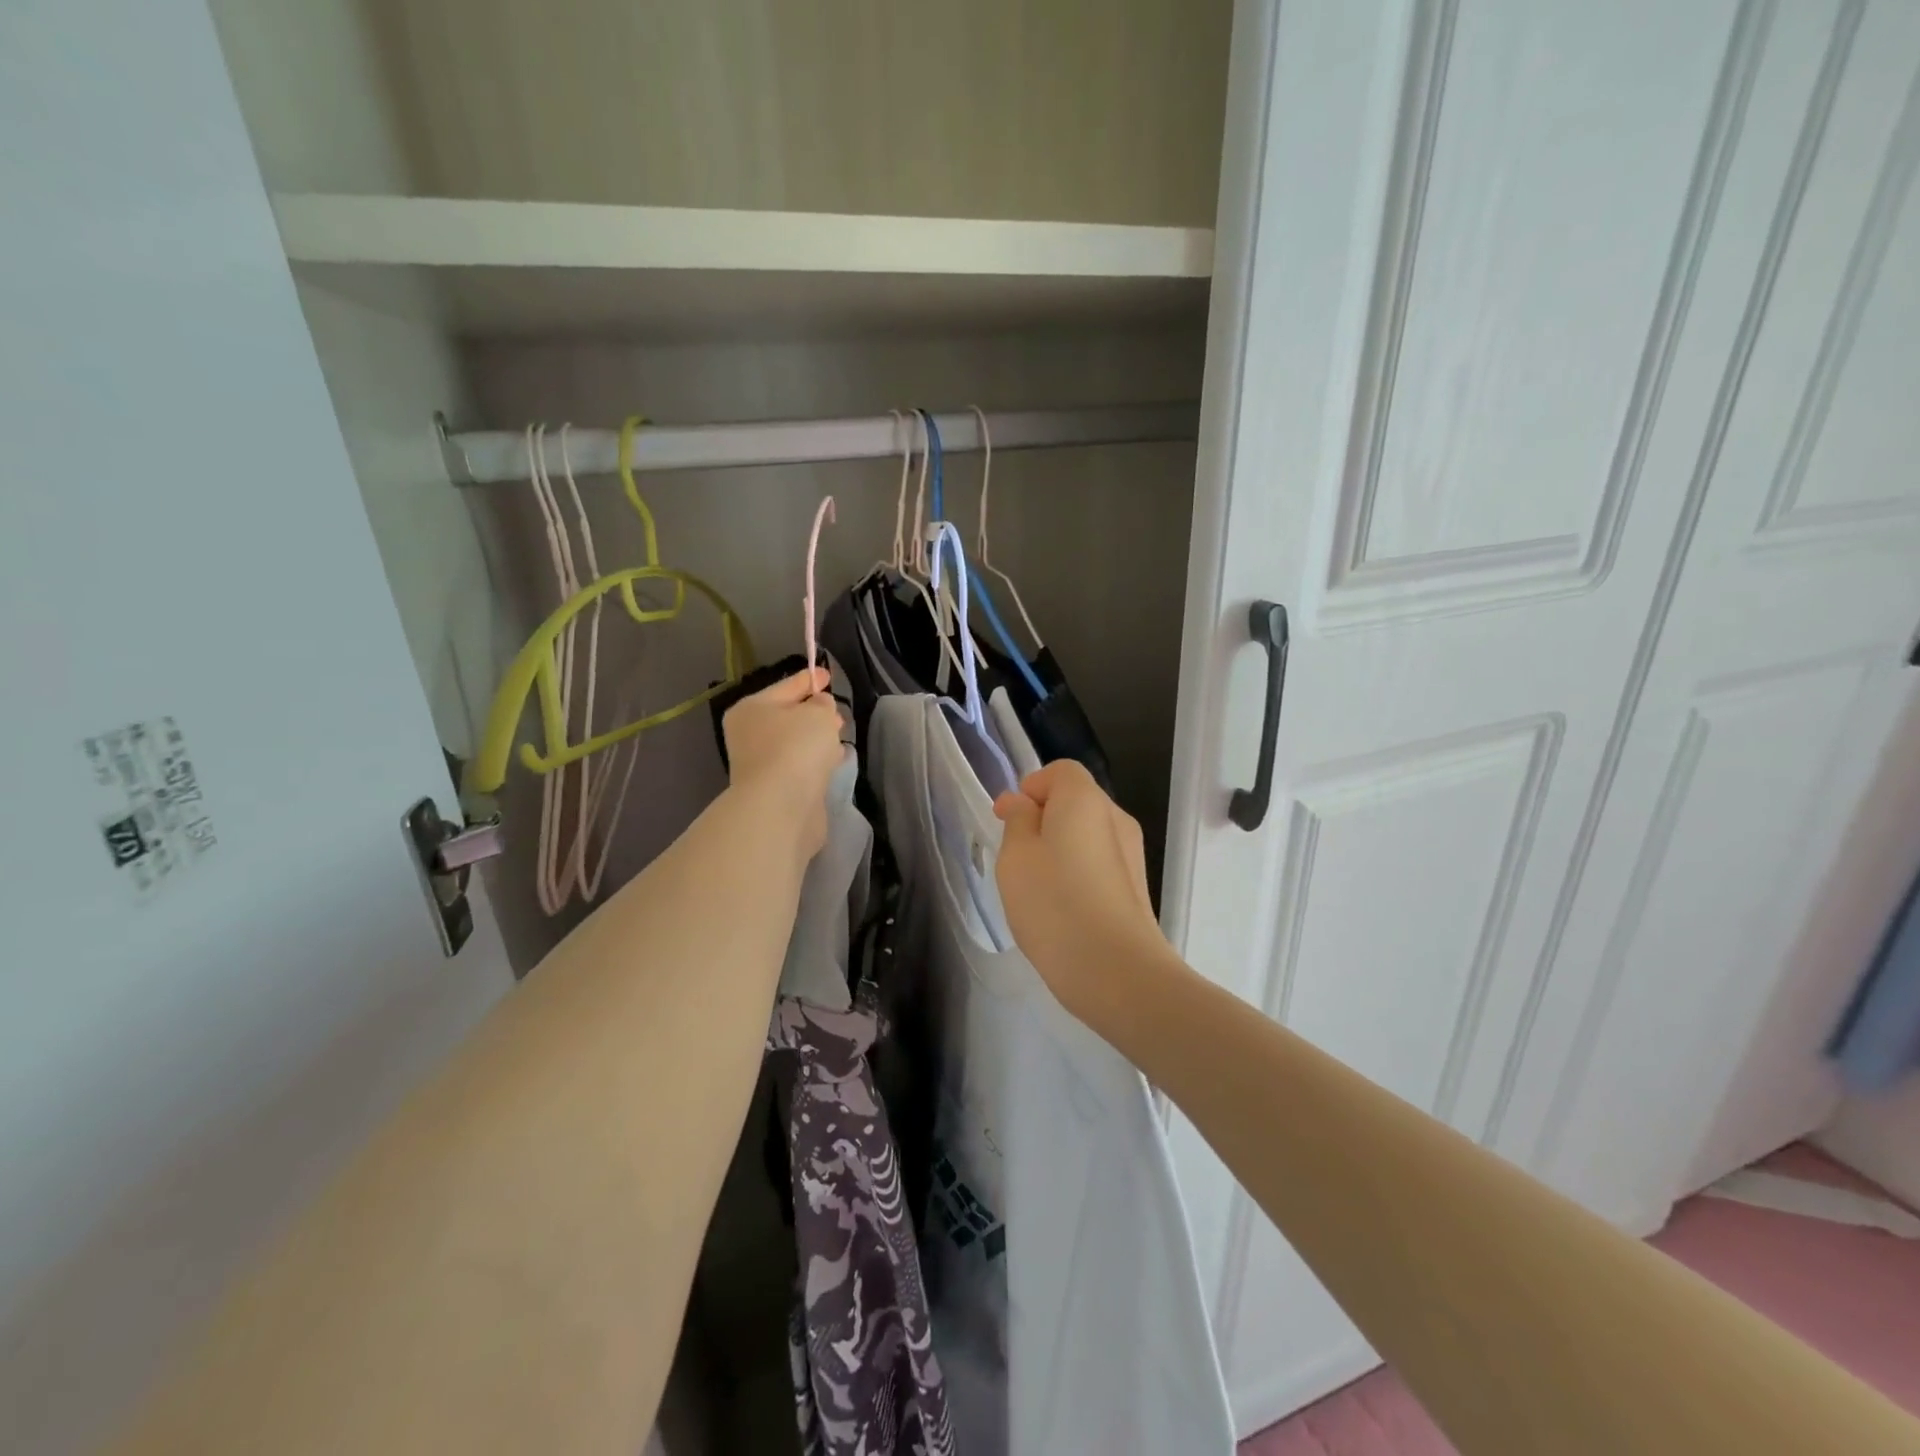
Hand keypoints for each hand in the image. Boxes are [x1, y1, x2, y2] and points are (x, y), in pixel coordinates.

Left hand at [721, 667, 844, 856]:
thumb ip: (822, 704)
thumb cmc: (796, 748)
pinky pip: (801, 765)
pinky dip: (815, 760)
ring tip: (839, 735)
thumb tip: (820, 708)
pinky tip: (834, 759)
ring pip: (794, 742)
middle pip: (787, 716)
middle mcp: (750, 735)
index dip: (809, 678)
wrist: (781, 806)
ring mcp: (761, 764)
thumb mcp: (817, 713)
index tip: (828, 674)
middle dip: (813, 712)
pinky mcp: (776, 789)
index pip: (785, 686)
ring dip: (815, 739)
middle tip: (836, 711)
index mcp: (751, 709)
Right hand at [993, 761, 1170, 1020]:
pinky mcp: (1135, 887)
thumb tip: (1023, 803)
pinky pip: (1099, 863)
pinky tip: (1061, 908)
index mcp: (1085, 800)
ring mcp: (1132, 854)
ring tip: (1035, 887)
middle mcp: (1116, 818)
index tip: (1008, 819)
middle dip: (1042, 818)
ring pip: (1087, 835)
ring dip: (1059, 848)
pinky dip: (1077, 873)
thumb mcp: (1016, 857)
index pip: (1060, 771)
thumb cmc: (1055, 904)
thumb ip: (1017, 820)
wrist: (1117, 971)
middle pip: (1076, 801)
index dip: (1031, 787)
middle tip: (1015, 855)